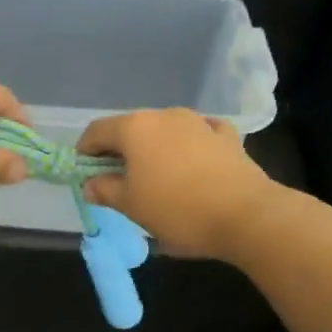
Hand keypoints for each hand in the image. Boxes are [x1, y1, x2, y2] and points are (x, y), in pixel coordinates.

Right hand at [78, 109, 272, 260]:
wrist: (247, 216)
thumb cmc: (177, 210)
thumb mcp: (131, 206)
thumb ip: (105, 190)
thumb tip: (90, 184)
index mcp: (134, 128)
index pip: (96, 131)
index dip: (84, 152)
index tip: (85, 174)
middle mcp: (164, 116)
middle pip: (130, 129)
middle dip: (119, 151)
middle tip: (118, 181)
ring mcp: (198, 122)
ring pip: (164, 130)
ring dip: (154, 149)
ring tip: (156, 177)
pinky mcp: (226, 136)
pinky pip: (198, 135)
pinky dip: (188, 146)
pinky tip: (192, 163)